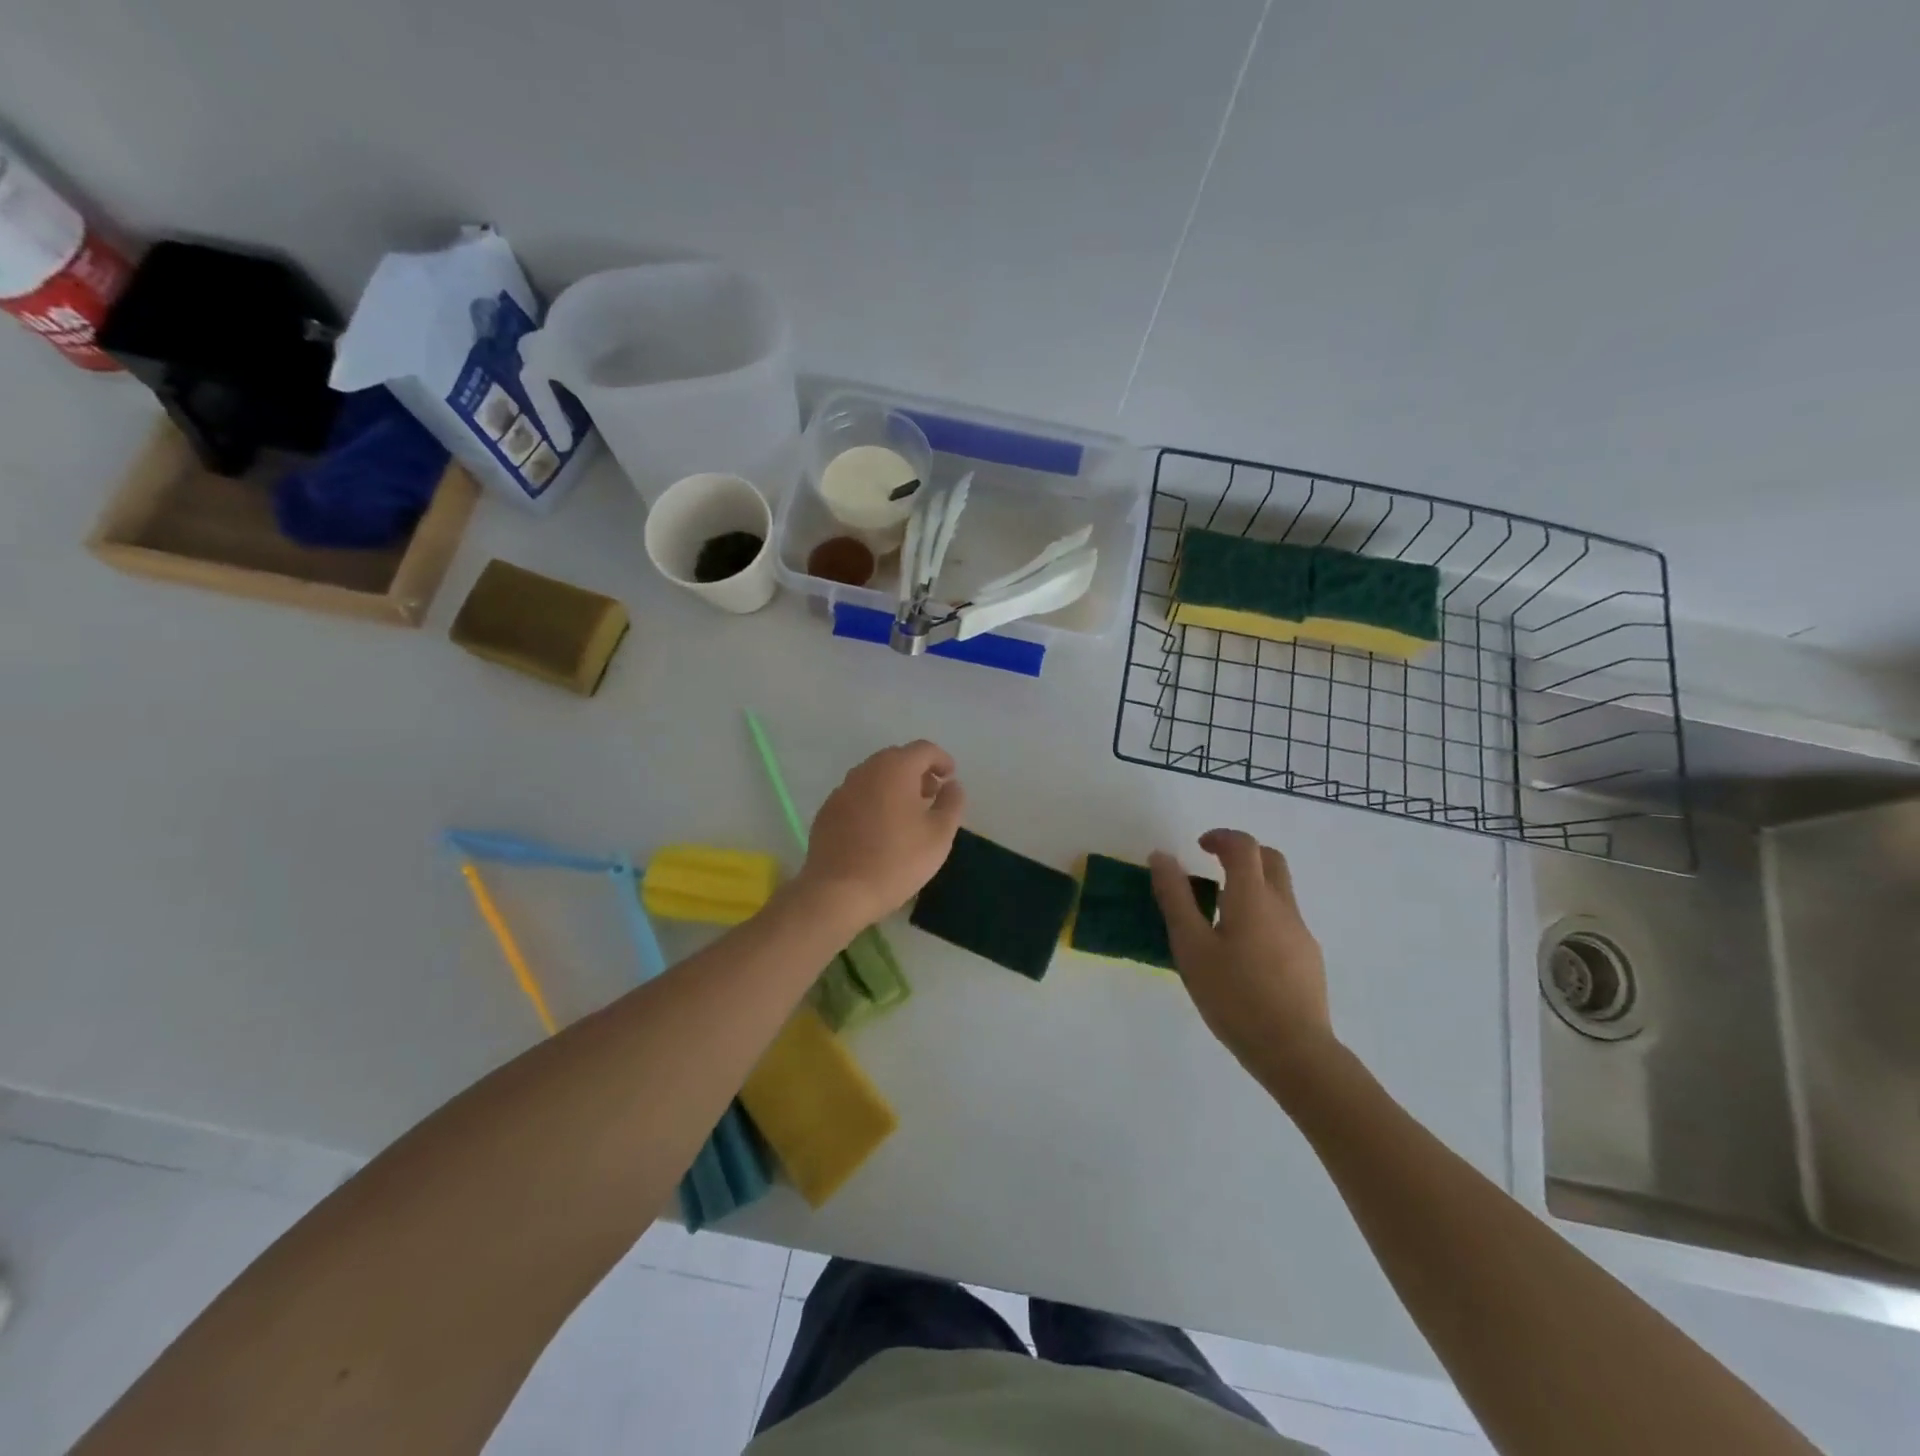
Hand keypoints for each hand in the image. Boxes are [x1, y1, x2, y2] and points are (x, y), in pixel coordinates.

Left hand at [797, 740, 965, 926]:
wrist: (838, 892)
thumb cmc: (897, 860)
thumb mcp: (940, 834)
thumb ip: (952, 803)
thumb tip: (952, 785)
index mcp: (895, 769)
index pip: (923, 749)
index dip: (941, 760)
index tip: (950, 777)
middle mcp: (865, 771)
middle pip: (896, 759)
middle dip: (917, 772)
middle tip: (932, 795)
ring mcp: (842, 790)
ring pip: (874, 777)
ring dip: (894, 786)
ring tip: (907, 814)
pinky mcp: (827, 812)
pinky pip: (857, 796)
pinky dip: (873, 802)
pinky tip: (878, 830)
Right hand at [1150, 829, 1334, 1075]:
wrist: (1294, 1051)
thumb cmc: (1234, 996)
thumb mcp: (1191, 946)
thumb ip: (1175, 898)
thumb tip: (1162, 856)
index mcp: (1252, 897)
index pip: (1244, 846)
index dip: (1221, 837)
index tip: (1199, 847)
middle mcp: (1283, 907)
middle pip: (1271, 860)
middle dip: (1243, 854)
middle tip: (1213, 868)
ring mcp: (1300, 933)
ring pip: (1279, 892)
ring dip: (1251, 887)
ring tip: (1219, 917)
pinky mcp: (1309, 959)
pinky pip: (1284, 921)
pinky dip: (1262, 916)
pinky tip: (1243, 954)